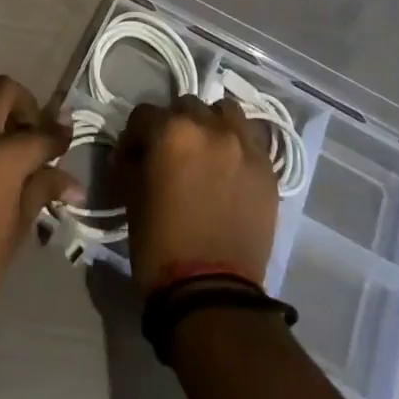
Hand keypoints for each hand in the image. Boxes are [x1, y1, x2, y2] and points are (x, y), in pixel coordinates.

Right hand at [115, 96, 277, 292]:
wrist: (212, 292)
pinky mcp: (267, 167)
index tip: (133, 157)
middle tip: (171, 155)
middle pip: (186, 107)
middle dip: (174, 126)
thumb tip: (134, 151)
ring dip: (211, 125)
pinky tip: (230, 167)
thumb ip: (132, 161)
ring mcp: (244, 144)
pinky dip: (238, 144)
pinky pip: (251, 138)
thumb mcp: (131, 195)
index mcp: (171, 131)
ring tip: (206, 152)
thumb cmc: (160, 244)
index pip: (144, 114)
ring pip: (224, 112)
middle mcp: (210, 126)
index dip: (135, 136)